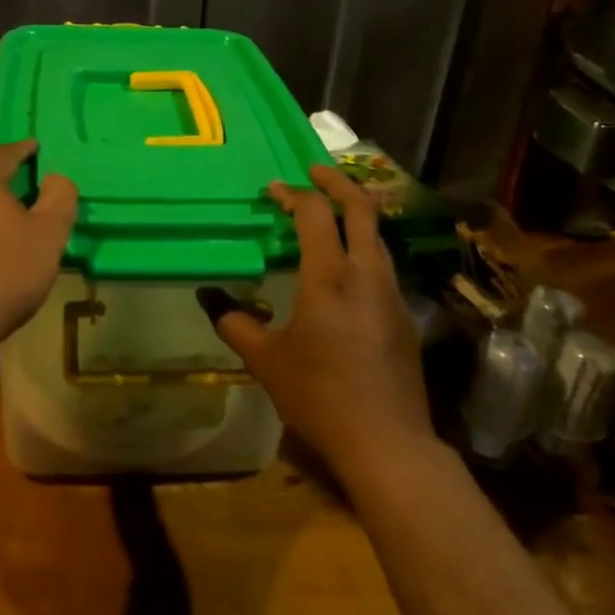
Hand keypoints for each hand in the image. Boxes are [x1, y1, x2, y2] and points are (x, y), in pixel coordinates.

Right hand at [202, 165, 431, 477]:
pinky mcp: (404, 316)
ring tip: (329, 216)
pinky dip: (363, 247)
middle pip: (361, 209)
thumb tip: (210, 299)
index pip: (314, 214)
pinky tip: (345, 269)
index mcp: (329, 277)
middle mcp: (366, 274)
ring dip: (354, 216)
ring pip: (377, 236)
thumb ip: (235, 323)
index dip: (293, 195)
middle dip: (337, 183)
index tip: (272, 190)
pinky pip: (382, 265)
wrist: (387, 443)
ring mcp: (392, 294)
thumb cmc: (319, 396)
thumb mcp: (266, 361)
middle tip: (314, 172)